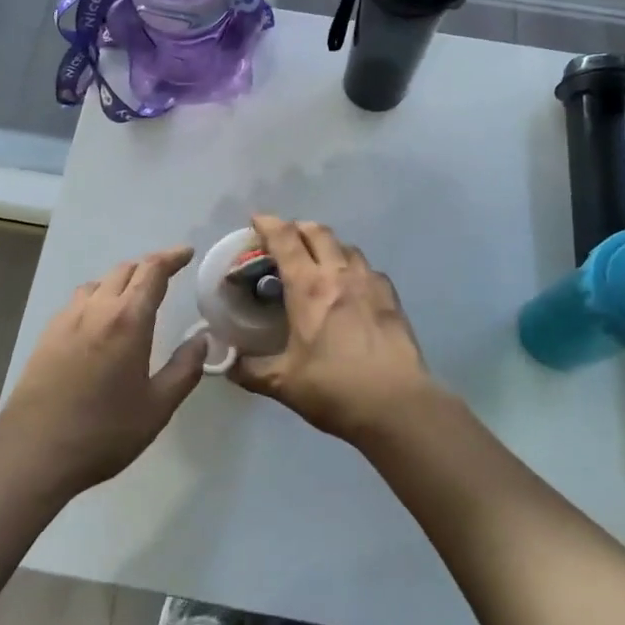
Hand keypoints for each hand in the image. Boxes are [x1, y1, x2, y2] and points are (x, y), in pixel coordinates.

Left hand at [0, 247, 202, 495]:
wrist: (32, 454)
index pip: (152, 271)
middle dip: (148, 268)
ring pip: (98, 283)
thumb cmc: (103, 432)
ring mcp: (66, 320)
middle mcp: (96, 309)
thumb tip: (202, 339)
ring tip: (133, 299)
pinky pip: (78, 302)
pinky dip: (97, 299)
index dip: (172, 257)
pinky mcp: (47, 336)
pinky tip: (100, 324)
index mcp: (127, 320)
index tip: (187, 253)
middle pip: (124, 270)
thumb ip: (185, 369)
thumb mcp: (157, 408)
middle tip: (167, 277)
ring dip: (120, 282)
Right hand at [230, 215, 434, 444]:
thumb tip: (228, 364)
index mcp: (308, 287)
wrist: (396, 404)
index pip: (285, 239)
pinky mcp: (391, 297)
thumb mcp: (284, 384)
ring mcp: (370, 282)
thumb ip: (251, 371)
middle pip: (318, 232)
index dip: (268, 224)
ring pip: (346, 246)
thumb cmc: (334, 389)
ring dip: (327, 245)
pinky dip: (353, 268)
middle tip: (284, 240)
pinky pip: (368, 269)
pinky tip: (351, 288)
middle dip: (298, 228)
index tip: (256, 220)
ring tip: (317, 262)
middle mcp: (339, 274)